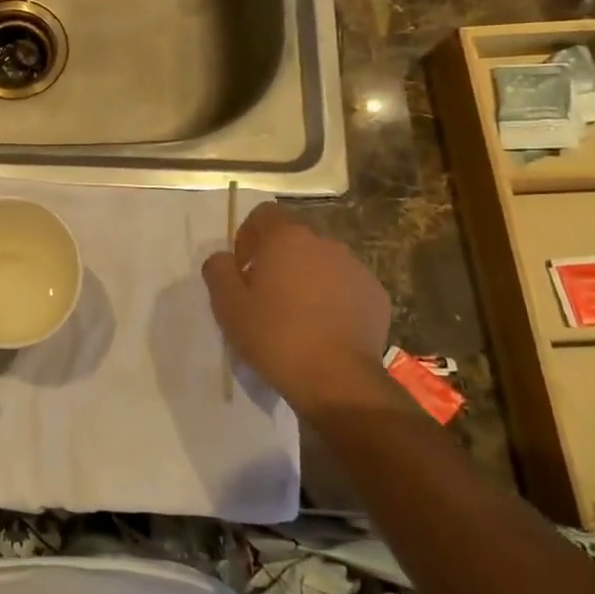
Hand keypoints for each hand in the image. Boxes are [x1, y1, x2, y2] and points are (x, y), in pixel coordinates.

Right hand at [202, 204, 395, 416]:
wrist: (337, 380)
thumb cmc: (274, 336)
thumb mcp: (227, 305)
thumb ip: (218, 270)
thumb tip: (224, 259)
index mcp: (287, 238)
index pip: (264, 213)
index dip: (248, 236)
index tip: (243, 268)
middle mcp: (325, 243)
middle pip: (294, 238)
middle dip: (277, 259)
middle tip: (264, 295)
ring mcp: (356, 268)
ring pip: (321, 262)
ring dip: (306, 278)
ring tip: (296, 316)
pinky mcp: (376, 295)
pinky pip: (345, 286)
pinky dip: (332, 298)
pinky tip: (323, 329)